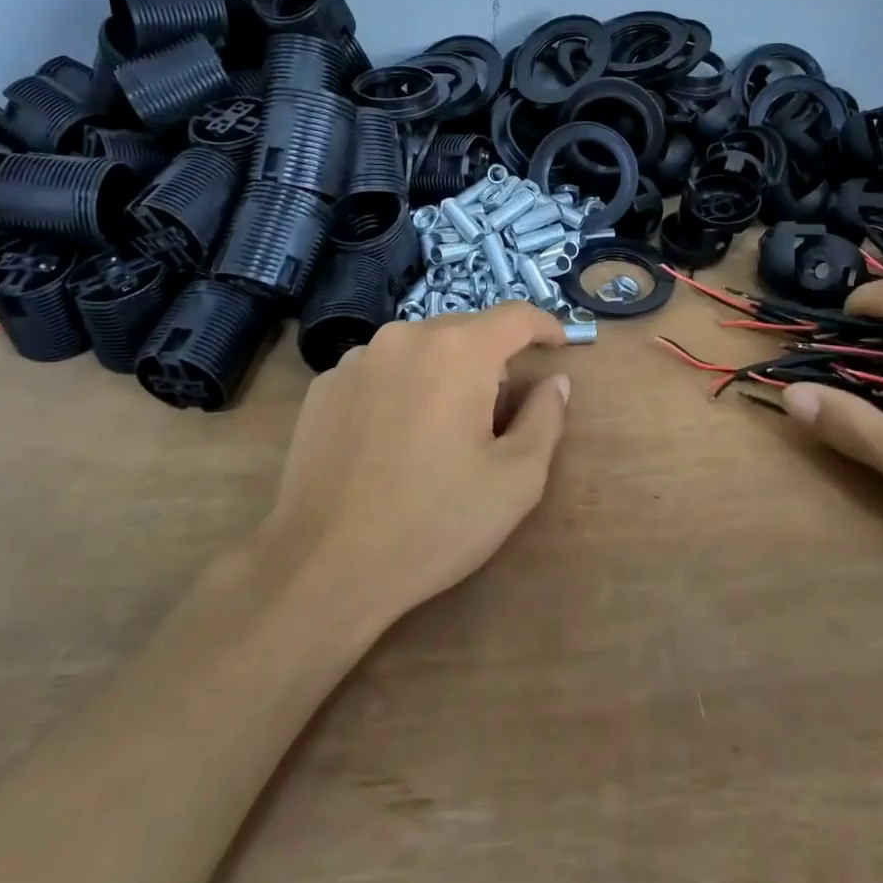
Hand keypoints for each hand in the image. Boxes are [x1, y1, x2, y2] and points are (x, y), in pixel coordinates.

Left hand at [256, 303, 570, 628]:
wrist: (324, 566)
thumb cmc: (434, 522)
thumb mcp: (516, 479)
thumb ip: (546, 418)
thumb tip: (555, 382)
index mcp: (457, 352)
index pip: (515, 316)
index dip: (544, 326)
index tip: (558, 346)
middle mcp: (404, 338)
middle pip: (465, 331)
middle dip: (491, 361)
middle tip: (496, 417)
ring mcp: (356, 360)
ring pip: (419, 350)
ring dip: (443, 374)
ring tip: (439, 433)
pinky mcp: (324, 387)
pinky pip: (380, 371)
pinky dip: (400, 389)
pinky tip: (392, 442)